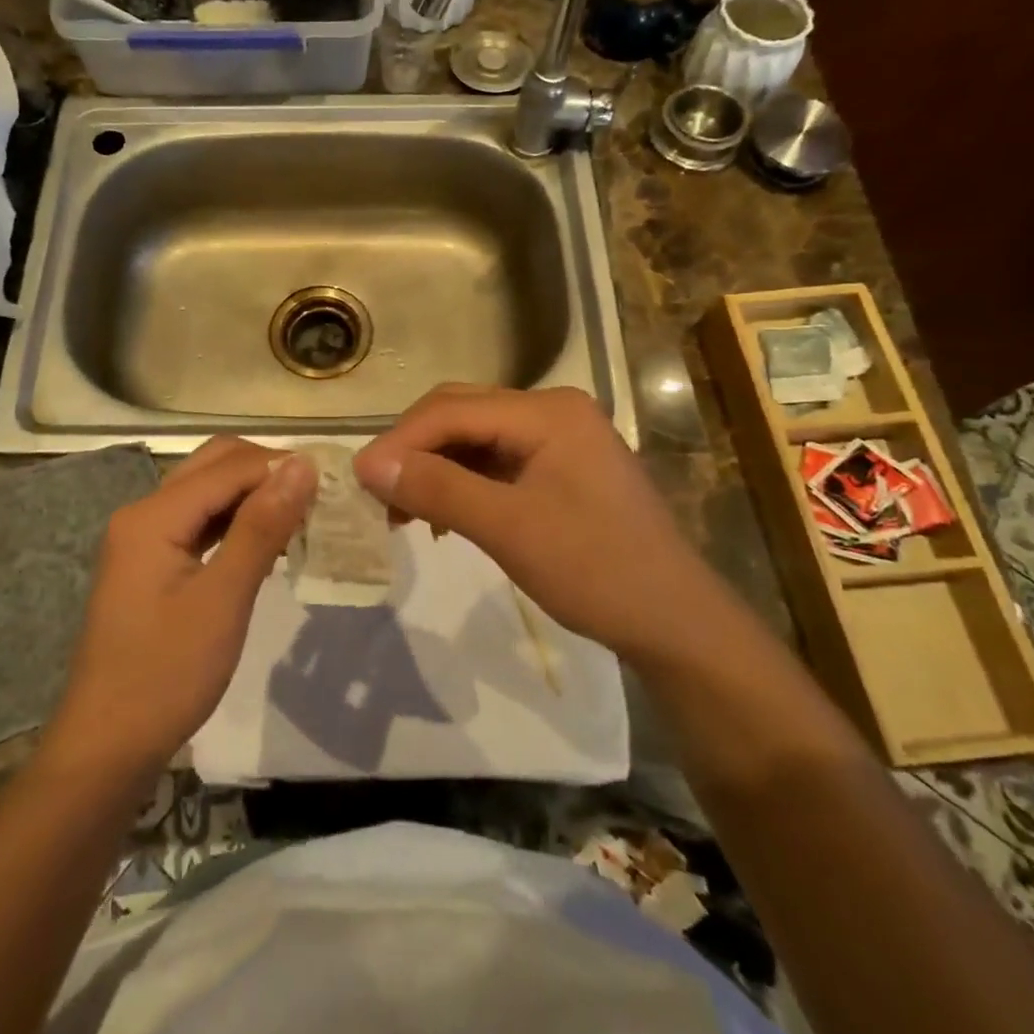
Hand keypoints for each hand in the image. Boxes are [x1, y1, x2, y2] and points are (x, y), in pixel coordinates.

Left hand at [46, 438, 314, 778]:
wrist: (108, 746)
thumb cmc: (167, 674)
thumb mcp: (223, 599)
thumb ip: (261, 526)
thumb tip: (302, 465)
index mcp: (154, 515)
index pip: (229, 467)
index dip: (281, 466)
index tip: (332, 481)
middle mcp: (144, 512)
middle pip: (214, 465)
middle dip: (266, 471)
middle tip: (317, 495)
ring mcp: (144, 537)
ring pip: (208, 491)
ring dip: (253, 494)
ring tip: (301, 514)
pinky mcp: (151, 561)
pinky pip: (200, 520)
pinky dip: (236, 521)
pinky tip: (268, 541)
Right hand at [352, 384, 720, 663]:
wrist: (675, 623)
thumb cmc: (595, 571)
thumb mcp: (508, 529)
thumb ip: (437, 488)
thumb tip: (367, 464)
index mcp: (548, 411)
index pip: (453, 410)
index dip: (400, 441)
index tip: (358, 479)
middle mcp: (552, 410)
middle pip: (461, 414)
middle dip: (414, 451)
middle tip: (377, 494)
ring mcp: (558, 437)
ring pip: (474, 438)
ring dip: (434, 467)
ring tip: (402, 510)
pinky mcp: (559, 466)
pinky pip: (495, 460)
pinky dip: (461, 482)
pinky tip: (443, 515)